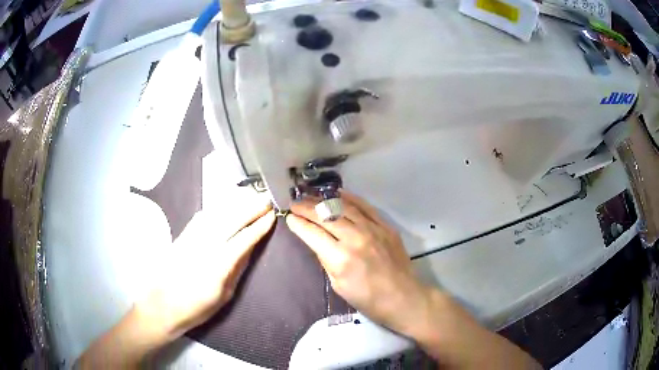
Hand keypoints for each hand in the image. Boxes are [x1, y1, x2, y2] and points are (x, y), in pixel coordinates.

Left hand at [138, 194, 275, 340]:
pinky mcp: (182, 236)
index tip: (271, 216)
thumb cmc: (197, 308)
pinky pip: (202, 217)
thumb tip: (249, 249)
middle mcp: (204, 247)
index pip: (243, 240)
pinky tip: (224, 207)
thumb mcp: (224, 296)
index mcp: (218, 266)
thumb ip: (236, 270)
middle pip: (231, 221)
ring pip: (216, 214)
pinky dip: (216, 209)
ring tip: (250, 198)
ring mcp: (191, 239)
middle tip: (266, 201)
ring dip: (235, 204)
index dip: (259, 227)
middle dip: (250, 209)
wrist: (163, 305)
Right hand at [285, 191, 430, 334]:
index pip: (312, 233)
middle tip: (295, 203)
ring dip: (324, 200)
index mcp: (340, 258)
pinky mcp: (385, 226)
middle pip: (325, 216)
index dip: (298, 223)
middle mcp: (354, 238)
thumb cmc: (368, 300)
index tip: (288, 216)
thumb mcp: (338, 285)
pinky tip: (337, 194)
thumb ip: (327, 260)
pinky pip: (364, 206)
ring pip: (343, 207)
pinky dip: (349, 198)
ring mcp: (372, 229)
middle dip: (306, 208)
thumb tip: (318, 242)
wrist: (403, 297)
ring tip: (311, 197)